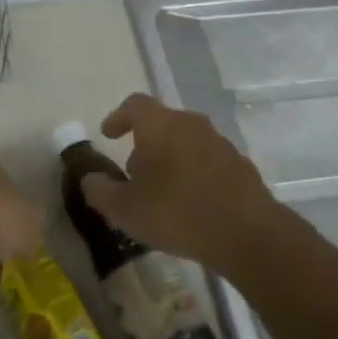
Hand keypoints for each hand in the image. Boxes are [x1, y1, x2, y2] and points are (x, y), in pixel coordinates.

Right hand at [80, 94, 278, 266]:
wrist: (247, 233)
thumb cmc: (176, 212)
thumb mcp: (125, 209)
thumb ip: (100, 191)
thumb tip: (90, 179)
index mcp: (160, 125)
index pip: (134, 105)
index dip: (118, 117)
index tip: (109, 134)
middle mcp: (191, 124)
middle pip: (162, 123)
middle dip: (145, 144)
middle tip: (133, 173)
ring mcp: (220, 143)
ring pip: (186, 142)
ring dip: (171, 159)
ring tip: (162, 192)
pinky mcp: (240, 166)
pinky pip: (208, 161)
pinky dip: (194, 174)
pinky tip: (191, 204)